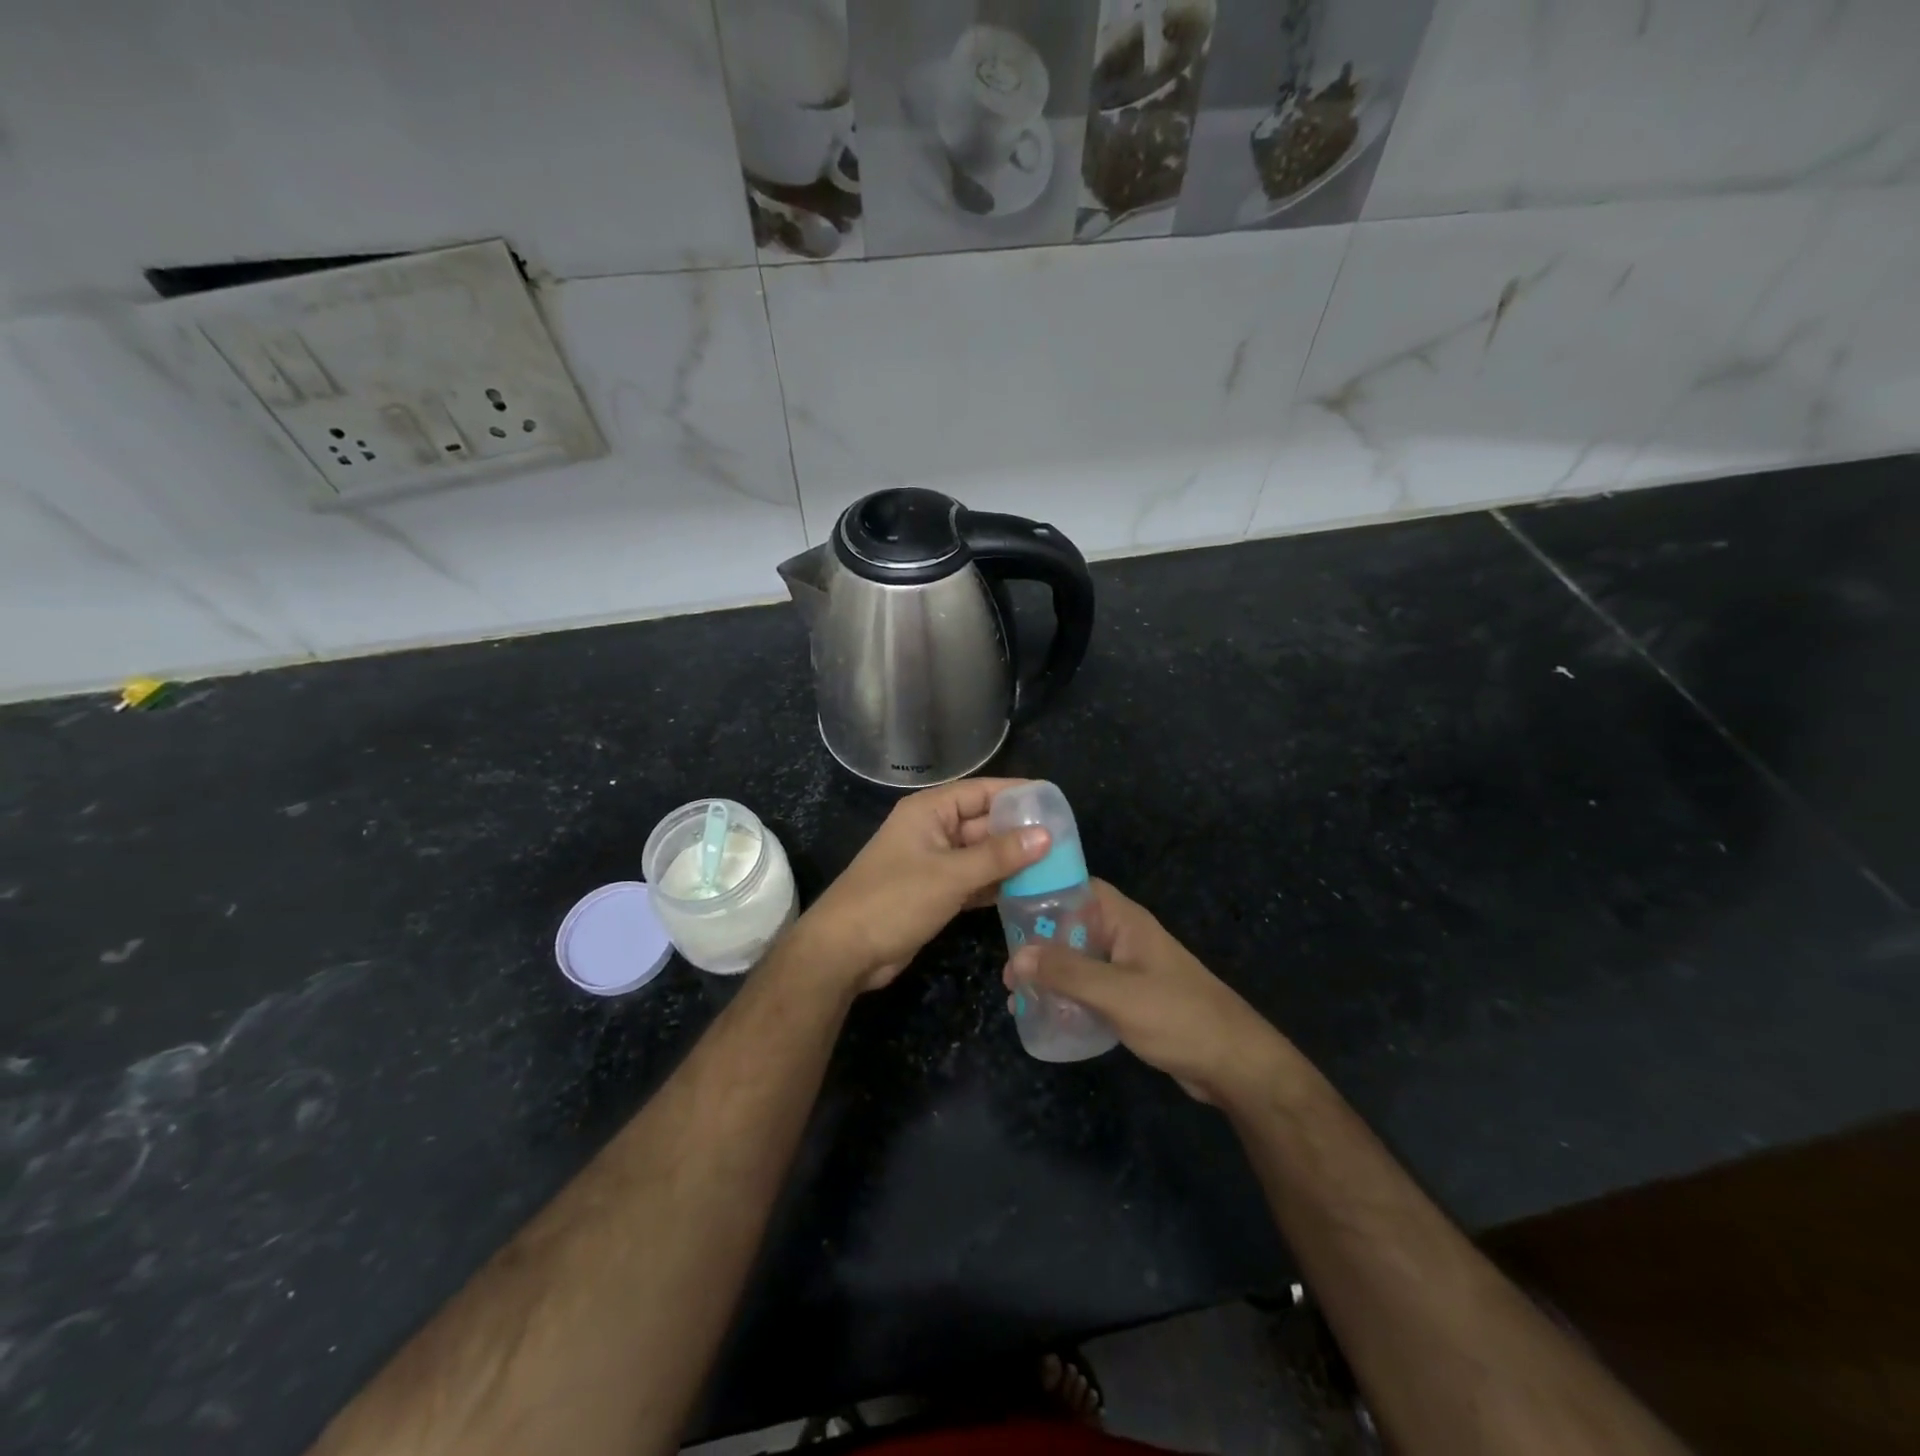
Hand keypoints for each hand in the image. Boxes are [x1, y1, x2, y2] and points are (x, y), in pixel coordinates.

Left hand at [797, 778, 1048, 994]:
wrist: (844, 951)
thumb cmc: (894, 900)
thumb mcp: (950, 875)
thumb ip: (999, 855)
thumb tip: (1046, 835)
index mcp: (930, 811)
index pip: (982, 791)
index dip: (1018, 794)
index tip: (1056, 802)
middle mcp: (933, 830)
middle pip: (984, 823)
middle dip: (1021, 832)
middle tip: (1066, 842)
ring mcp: (933, 863)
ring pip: (981, 855)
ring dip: (1012, 862)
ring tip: (1057, 867)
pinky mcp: (935, 892)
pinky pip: (974, 880)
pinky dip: (996, 885)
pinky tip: (1029, 892)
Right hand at [1005, 880, 1292, 1104]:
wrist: (1234, 1065)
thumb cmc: (1178, 1016)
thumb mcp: (1117, 993)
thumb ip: (1067, 973)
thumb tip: (1018, 955)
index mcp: (1126, 921)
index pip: (1078, 888)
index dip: (1044, 891)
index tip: (1007, 907)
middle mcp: (1125, 937)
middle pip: (1073, 926)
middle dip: (1038, 942)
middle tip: (1007, 969)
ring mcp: (1129, 969)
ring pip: (1079, 960)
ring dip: (1049, 973)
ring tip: (1016, 996)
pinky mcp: (1132, 999)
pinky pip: (1090, 987)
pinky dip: (1066, 995)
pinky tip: (1044, 1015)